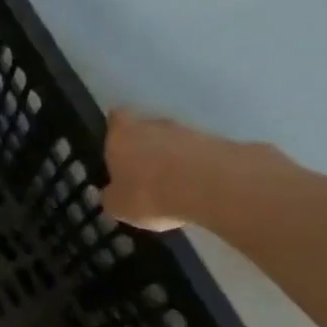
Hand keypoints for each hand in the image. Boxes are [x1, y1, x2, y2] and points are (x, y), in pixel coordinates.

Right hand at [103, 110, 278, 231]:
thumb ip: (112, 196)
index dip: (115, 131)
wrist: (210, 186)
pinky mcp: (214, 141)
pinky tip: (191, 189)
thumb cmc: (149, 193)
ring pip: (171, 141)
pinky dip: (191, 167)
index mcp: (121, 135)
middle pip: (144, 129)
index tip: (114, 147)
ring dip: (169, 158)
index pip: (115, 119)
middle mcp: (152, 124)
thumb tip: (112, 193)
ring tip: (169, 187)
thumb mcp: (118, 206)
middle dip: (143, 148)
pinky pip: (194, 154)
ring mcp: (186, 130)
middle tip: (140, 175)